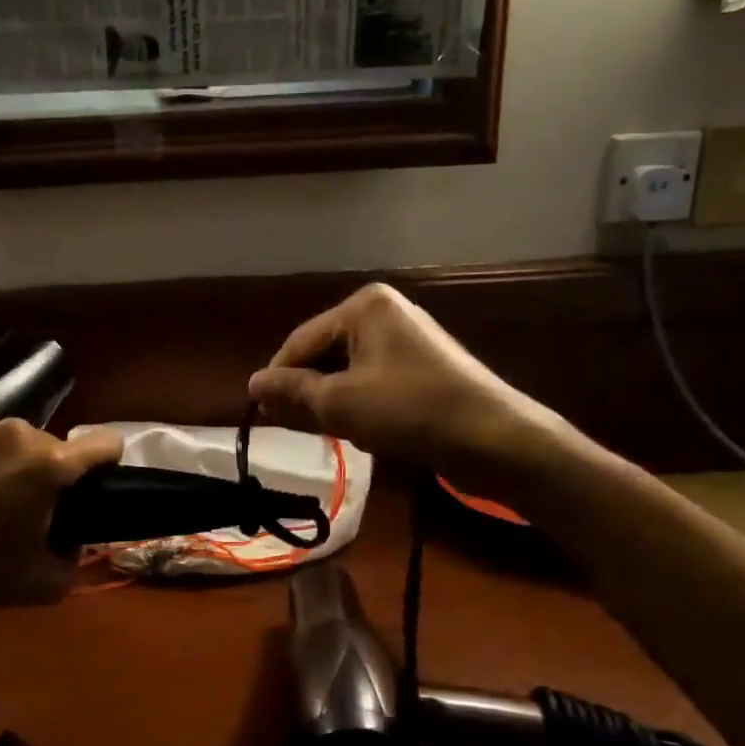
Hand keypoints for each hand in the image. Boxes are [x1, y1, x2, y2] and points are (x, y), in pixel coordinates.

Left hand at [0, 415, 123, 609]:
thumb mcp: (41, 584)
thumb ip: (75, 558)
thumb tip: (73, 541)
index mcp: (50, 464)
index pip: (106, 443)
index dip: (107, 464)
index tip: (90, 487)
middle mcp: (18, 431)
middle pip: (51, 445)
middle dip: (44, 472)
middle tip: (19, 508)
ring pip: (10, 438)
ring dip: (6, 461)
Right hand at [248, 284, 571, 487]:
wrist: (492, 438)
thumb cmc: (409, 410)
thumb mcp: (340, 402)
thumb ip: (292, 390)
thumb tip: (252, 382)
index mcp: (364, 307)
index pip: (301, 340)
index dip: (278, 378)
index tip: (259, 412)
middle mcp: (384, 313)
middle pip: (325, 354)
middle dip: (308, 392)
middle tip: (290, 427)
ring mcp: (406, 340)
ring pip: (348, 372)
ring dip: (333, 403)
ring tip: (327, 433)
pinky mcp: (421, 368)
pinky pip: (372, 382)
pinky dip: (359, 405)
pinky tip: (361, 433)